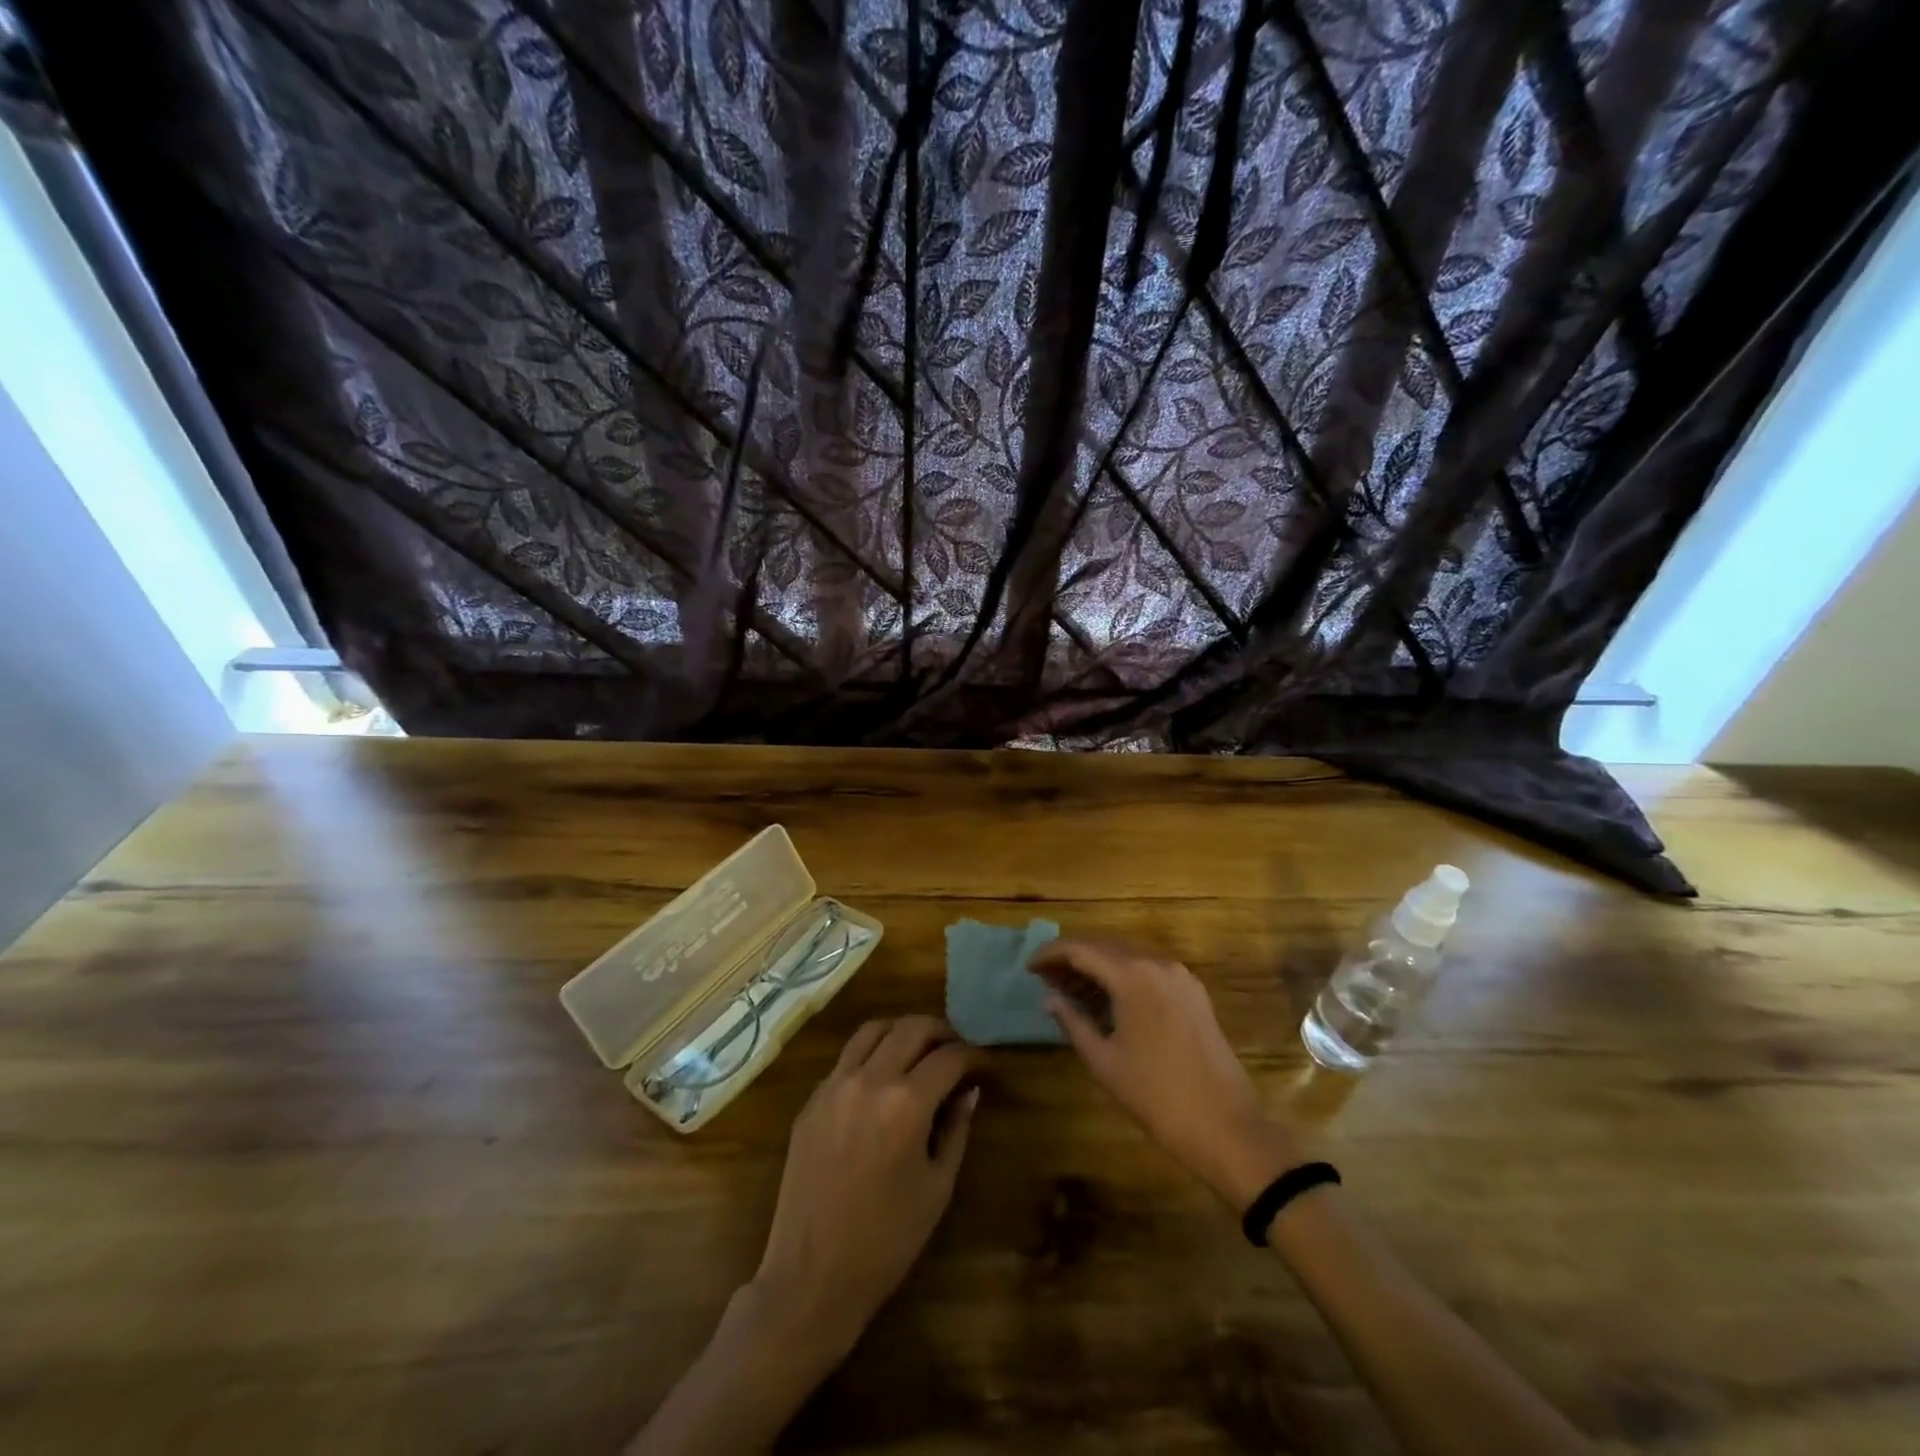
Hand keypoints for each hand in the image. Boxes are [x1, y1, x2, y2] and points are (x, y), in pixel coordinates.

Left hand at [751, 1015, 979, 1357]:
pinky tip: (884, 1076)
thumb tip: (970, 1091)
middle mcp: (869, 1080)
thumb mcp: (937, 1187)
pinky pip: (847, 1057)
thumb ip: (956, 1129)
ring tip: (921, 1049)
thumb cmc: (886, 1241)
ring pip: (874, 1029)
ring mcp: (834, 1086)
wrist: (812, 1277)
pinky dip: (872, 1052)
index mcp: (906, 1104)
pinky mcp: (812, 1100)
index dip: (975, 1056)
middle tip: (959, 1050)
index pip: (949, 1057)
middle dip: (943, 1032)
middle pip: (912, 1027)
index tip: (988, 1066)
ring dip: (904, 1030)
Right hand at [1030, 939, 1301, 1208]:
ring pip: (1127, 956)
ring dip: (1097, 966)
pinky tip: (1107, 999)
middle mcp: (1158, 963)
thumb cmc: (1156, 1096)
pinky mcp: (1193, 993)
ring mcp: (1180, 976)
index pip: (1081, 949)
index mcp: (1133, 975)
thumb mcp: (1104, 1061)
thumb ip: (1072, 1022)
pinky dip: (1122, 976)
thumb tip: (1049, 998)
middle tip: (1046, 978)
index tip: (1029, 967)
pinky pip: (1148, 970)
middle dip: (1072, 958)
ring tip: (1070, 990)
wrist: (1226, 1128)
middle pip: (1105, 946)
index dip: (1050, 954)